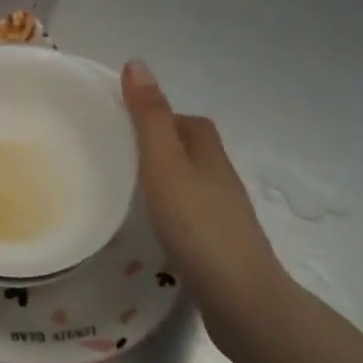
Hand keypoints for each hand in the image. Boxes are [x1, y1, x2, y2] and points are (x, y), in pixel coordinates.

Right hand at [121, 61, 286, 346]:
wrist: (241, 300)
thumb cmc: (198, 224)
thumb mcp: (164, 164)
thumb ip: (149, 117)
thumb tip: (137, 63)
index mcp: (209, 154)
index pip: (189, 122)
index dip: (161, 116)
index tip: (125, 124)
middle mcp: (220, 179)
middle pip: (192, 152)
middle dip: (161, 148)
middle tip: (121, 156)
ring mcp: (224, 216)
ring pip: (192, 185)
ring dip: (166, 181)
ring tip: (129, 190)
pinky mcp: (220, 247)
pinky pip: (192, 216)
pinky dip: (172, 213)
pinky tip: (153, 228)